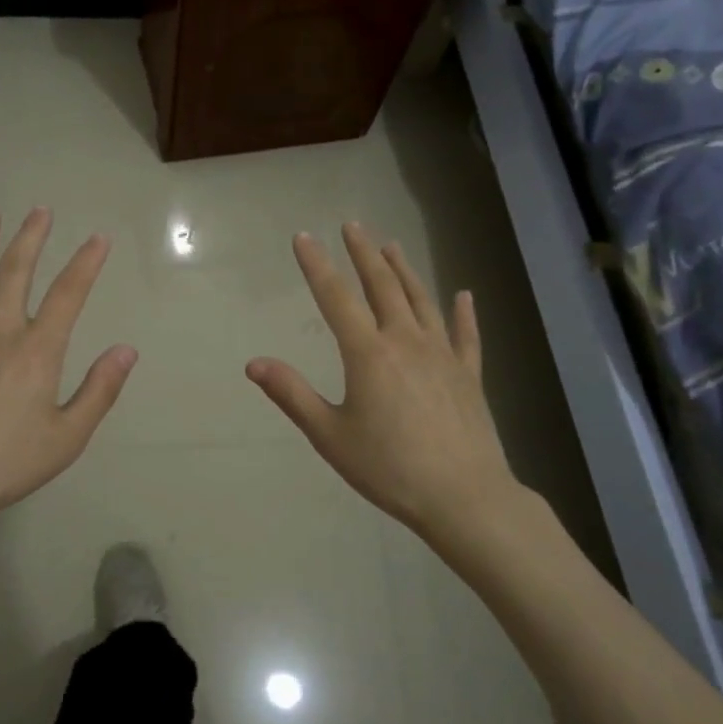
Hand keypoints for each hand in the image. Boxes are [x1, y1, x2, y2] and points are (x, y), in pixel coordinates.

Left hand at [0, 209, 137, 556]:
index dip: (86, 263)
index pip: (68, 295)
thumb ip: (99, 390)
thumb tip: (126, 350)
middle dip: (30, 239)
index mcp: (36, 351)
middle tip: (40, 211)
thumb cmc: (8, 465)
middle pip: (14, 274)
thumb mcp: (68, 436)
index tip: (98, 239)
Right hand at [246, 223, 518, 544]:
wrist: (464, 497)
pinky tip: (464, 295)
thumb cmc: (389, 468)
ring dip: (404, 271)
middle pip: (383, 286)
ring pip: (421, 300)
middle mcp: (405, 341)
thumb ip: (292, 394)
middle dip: (364, 253)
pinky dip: (464, 313)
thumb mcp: (330, 435)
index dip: (317, 265)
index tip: (304, 238)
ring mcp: (442, 355)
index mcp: (368, 353)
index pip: (336, 298)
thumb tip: (253, 363)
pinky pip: (466, 335)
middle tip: (352, 226)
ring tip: (392, 246)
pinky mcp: (469, 374)